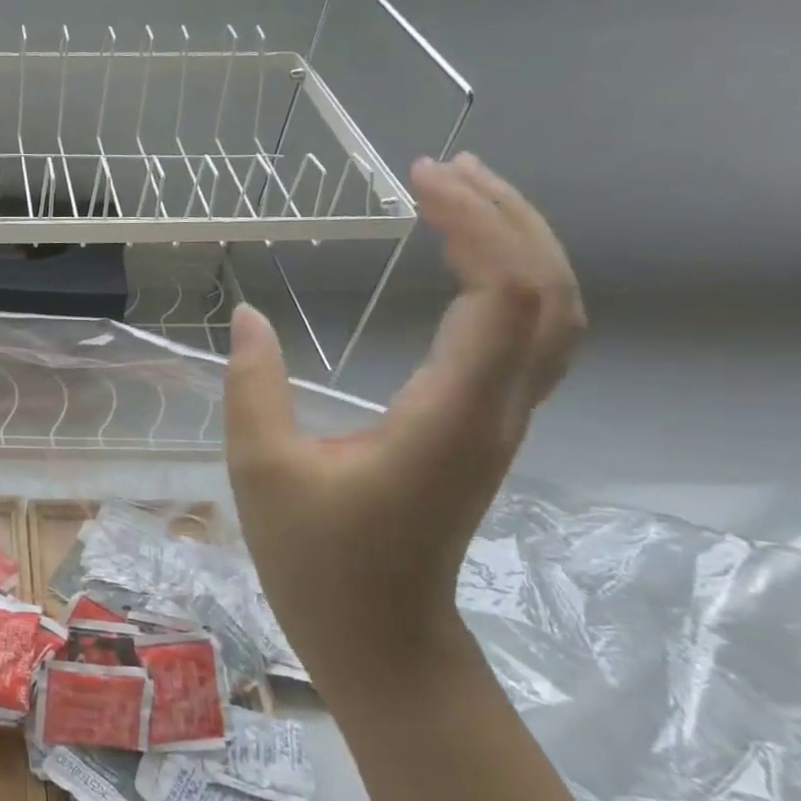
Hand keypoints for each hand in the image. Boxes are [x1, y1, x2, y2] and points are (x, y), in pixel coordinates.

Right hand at [223, 153, 583, 688]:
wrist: (379, 633)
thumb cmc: (317, 559)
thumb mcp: (261, 469)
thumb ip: (253, 387)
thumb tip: (247, 315)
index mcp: (448, 416)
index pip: (502, 295)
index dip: (474, 223)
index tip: (418, 178)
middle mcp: (495, 410)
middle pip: (547, 292)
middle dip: (506, 215)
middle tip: (442, 167)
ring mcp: (501, 421)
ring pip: (553, 314)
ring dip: (521, 243)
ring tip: (465, 194)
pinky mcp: (488, 428)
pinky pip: (531, 338)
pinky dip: (516, 282)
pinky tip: (474, 263)